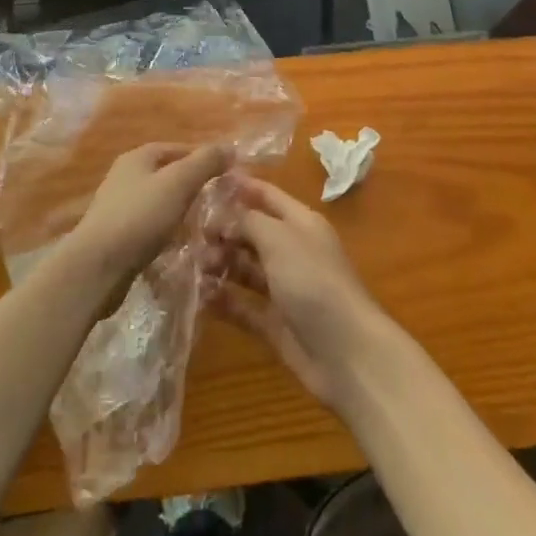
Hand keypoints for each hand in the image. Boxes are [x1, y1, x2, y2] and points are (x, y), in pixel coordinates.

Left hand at [68, 143, 229, 290]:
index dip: (201, 157)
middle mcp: (124, 178)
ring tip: (205, 225)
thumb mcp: (179, 183)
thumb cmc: (140, 217)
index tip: (226, 172)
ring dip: (180, 212)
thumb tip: (230, 146)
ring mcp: (118, 209)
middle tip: (218, 200)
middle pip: (166, 175)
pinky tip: (180, 246)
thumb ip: (205, 162)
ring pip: (159, 203)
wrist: (97, 267)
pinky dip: (167, 233)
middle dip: (192, 186)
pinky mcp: (117, 237)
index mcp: (136, 158)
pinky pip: (149, 228)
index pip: (175, 148)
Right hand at [207, 174, 390, 410]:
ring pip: (245, 269)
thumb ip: (248, 221)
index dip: (240, 187)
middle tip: (189, 234)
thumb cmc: (314, 281)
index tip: (205, 182)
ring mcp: (284, 289)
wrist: (346, 353)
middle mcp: (292, 251)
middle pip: (252, 233)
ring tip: (192, 265)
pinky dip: (223, 300)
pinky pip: (243, 305)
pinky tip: (198, 295)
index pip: (267, 196)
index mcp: (301, 223)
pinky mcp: (275, 323)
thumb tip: (223, 218)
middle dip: (223, 230)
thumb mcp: (280, 238)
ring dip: (220, 264)